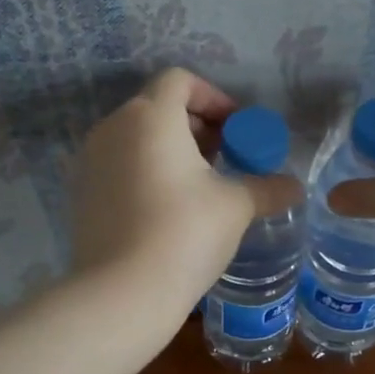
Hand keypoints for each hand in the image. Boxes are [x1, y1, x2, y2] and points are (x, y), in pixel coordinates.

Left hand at [70, 69, 302, 320]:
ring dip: (171, 150)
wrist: (122, 293)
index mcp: (150, 116)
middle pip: (157, 107)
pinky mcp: (81, 193)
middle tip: (226, 157)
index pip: (180, 80)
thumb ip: (267, 187)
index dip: (214, 98)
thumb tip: (294, 187)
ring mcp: (90, 161)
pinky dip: (146, 172)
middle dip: (196, 126)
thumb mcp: (235, 206)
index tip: (237, 129)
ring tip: (200, 186)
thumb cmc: (185, 233)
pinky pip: (119, 166)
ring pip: (136, 138)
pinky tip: (168, 209)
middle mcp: (113, 128)